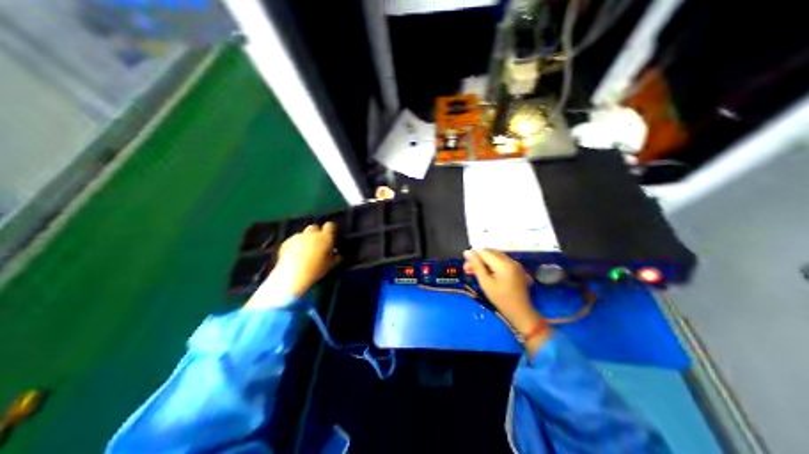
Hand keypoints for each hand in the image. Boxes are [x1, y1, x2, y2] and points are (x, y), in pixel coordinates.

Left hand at [267, 221, 339, 296]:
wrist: (292, 275)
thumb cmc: (315, 270)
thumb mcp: (330, 265)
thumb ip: (335, 256)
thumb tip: (337, 253)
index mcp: (325, 237)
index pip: (330, 225)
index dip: (331, 231)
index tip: (331, 238)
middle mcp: (312, 233)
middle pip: (315, 227)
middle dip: (317, 234)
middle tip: (317, 246)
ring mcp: (298, 236)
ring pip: (304, 234)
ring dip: (306, 240)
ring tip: (304, 253)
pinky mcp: (287, 241)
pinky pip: (294, 240)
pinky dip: (295, 245)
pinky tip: (294, 256)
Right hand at [462, 248, 550, 340]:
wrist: (520, 311)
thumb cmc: (501, 299)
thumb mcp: (486, 284)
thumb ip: (477, 267)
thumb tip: (467, 252)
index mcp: (503, 264)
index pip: (484, 252)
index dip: (473, 256)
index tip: (465, 266)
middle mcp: (511, 260)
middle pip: (491, 252)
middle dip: (478, 258)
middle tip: (468, 270)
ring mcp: (515, 263)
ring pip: (496, 256)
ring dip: (485, 261)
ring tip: (476, 272)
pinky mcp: (516, 268)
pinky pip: (502, 261)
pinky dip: (493, 264)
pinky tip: (487, 273)